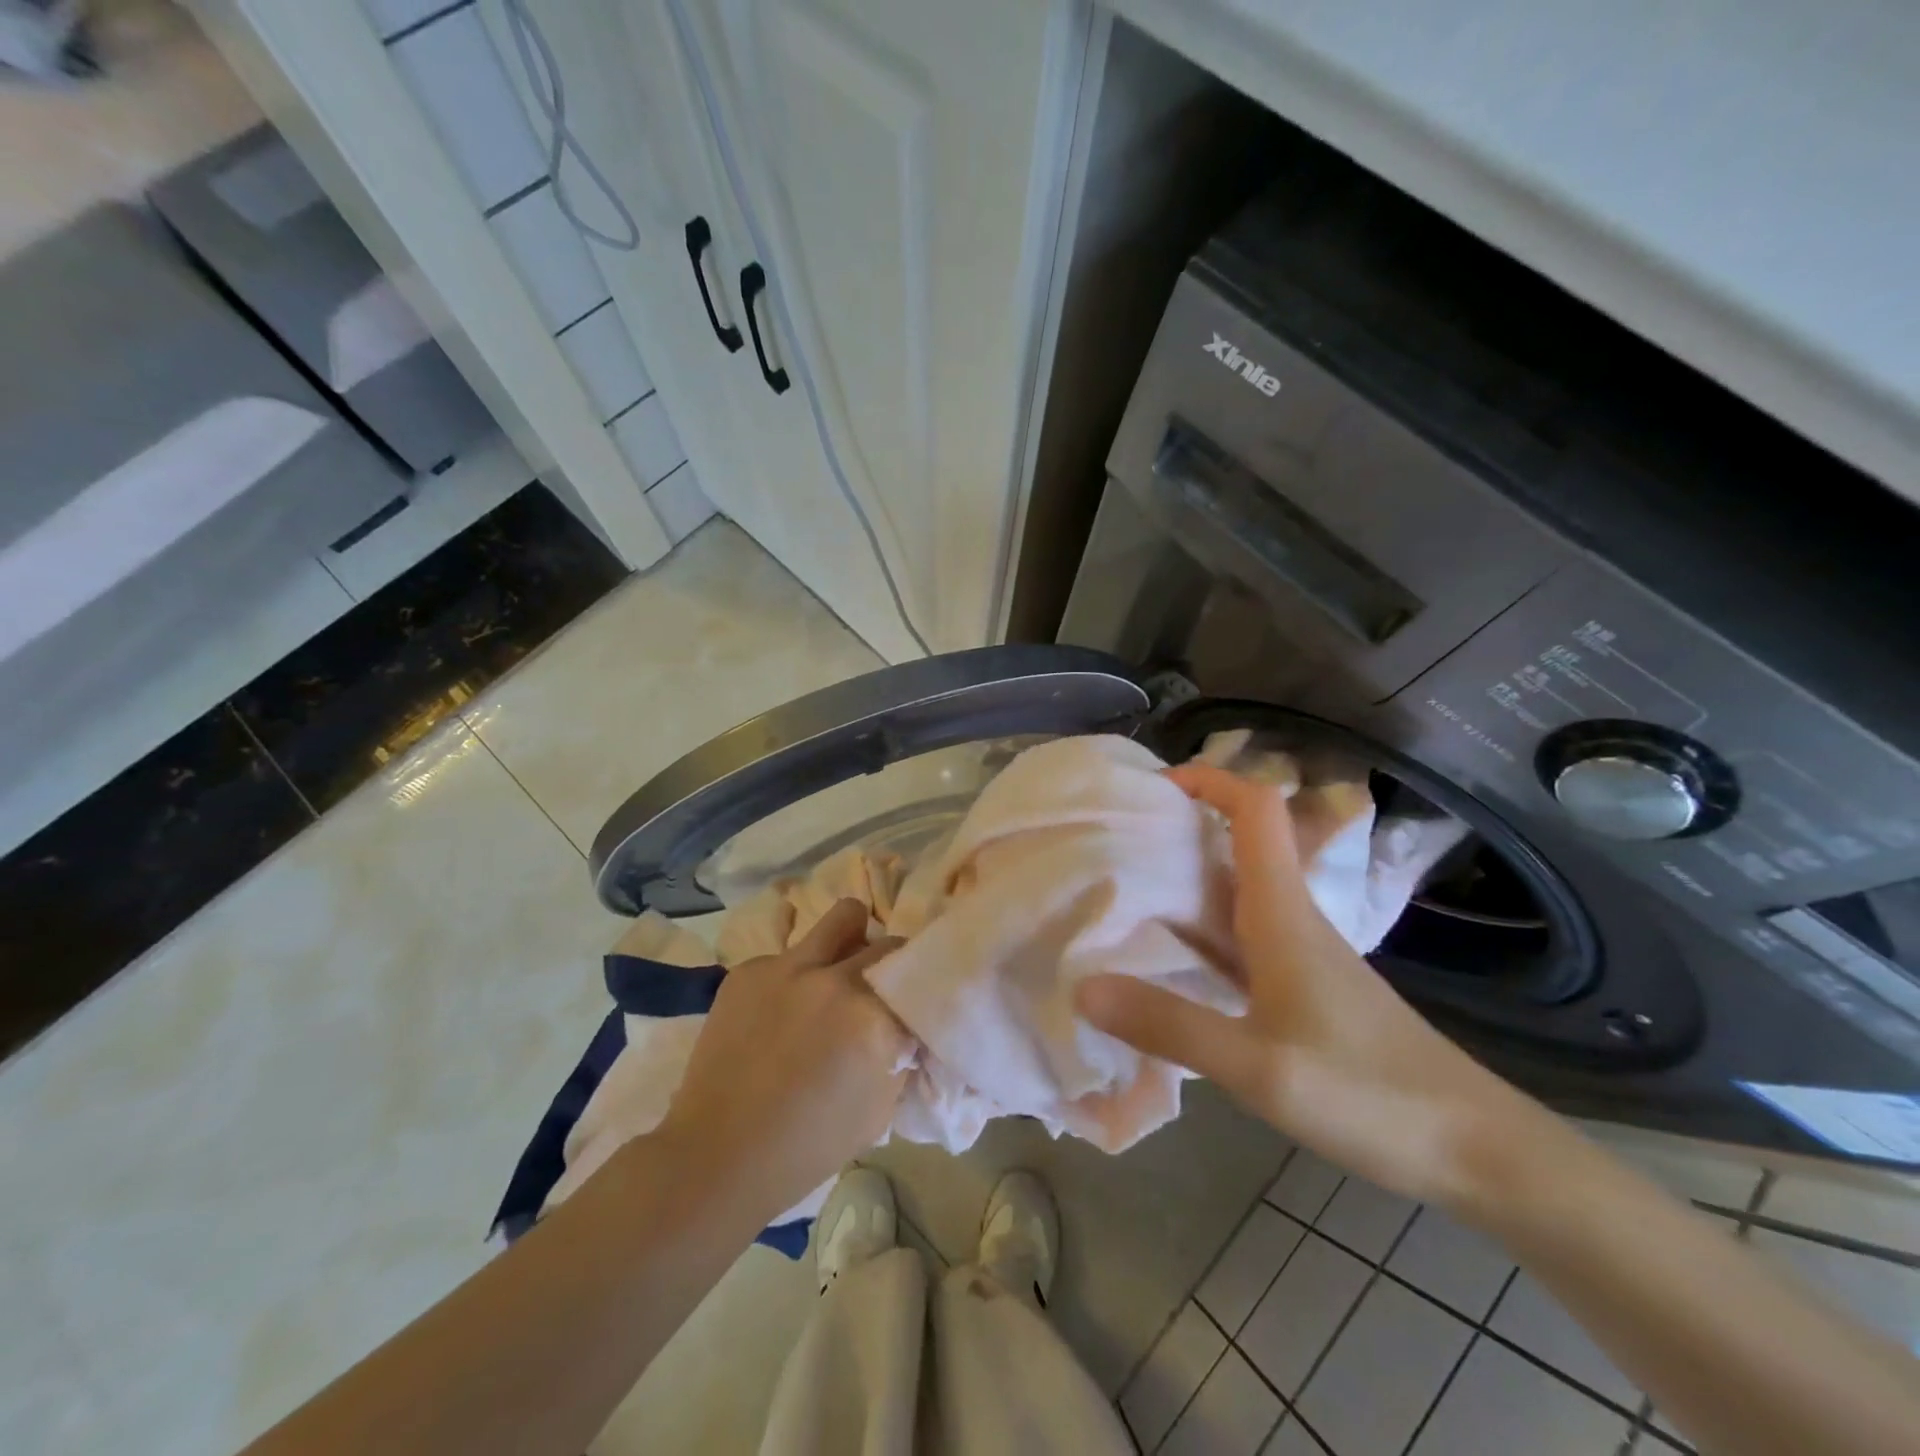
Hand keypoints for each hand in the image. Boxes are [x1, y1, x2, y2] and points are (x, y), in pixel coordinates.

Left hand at [656, 898, 912, 1219]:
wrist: (719, 1155)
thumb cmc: (809, 1145)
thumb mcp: (880, 1108)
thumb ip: (901, 1054)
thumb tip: (908, 1026)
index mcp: (872, 1015)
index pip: (916, 973)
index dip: (918, 987)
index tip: (912, 1001)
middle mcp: (834, 978)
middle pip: (886, 944)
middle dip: (890, 965)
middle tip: (878, 991)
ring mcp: (787, 966)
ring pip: (843, 917)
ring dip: (852, 940)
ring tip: (838, 970)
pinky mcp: (749, 969)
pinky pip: (790, 954)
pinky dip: (797, 974)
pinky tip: (779, 1012)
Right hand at [1075, 763, 1542, 1206]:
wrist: (1475, 1151)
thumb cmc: (1370, 1095)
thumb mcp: (1258, 1068)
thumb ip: (1170, 1026)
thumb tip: (1084, 986)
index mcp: (1283, 913)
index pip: (1257, 811)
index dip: (1210, 779)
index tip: (1154, 784)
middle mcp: (1290, 919)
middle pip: (1239, 843)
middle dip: (1180, 826)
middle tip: (1114, 838)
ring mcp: (1299, 956)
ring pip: (1235, 892)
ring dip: (1185, 878)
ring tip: (1123, 888)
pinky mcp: (1302, 990)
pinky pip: (1238, 940)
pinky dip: (1198, 932)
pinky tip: (1166, 960)